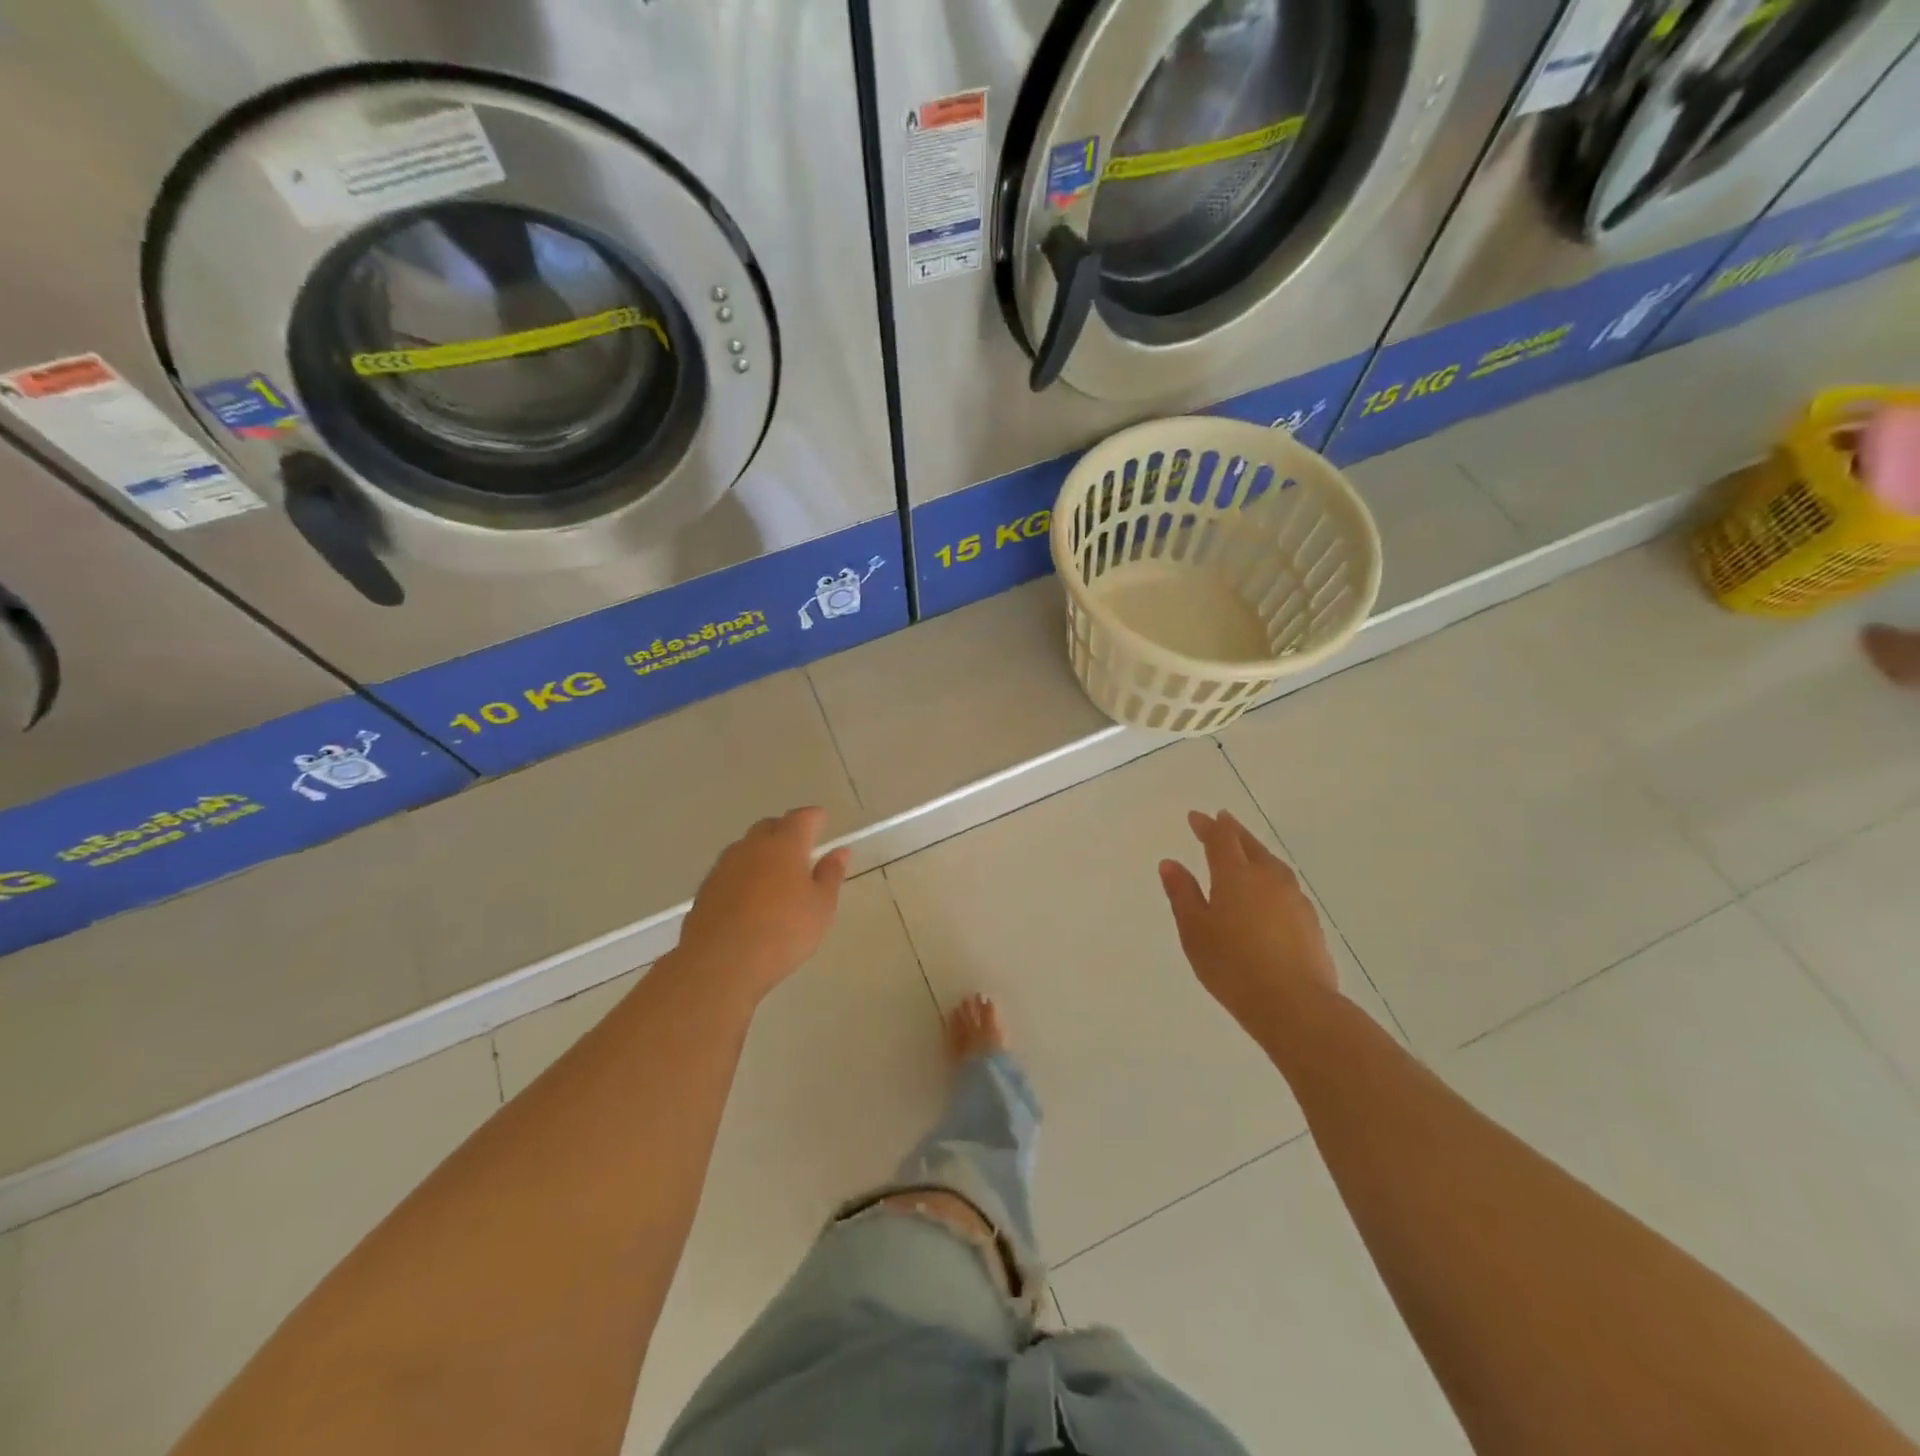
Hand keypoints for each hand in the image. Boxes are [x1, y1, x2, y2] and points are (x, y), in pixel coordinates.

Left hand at [675, 807, 849, 1006]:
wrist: (720, 963)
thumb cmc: (783, 931)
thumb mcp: (821, 907)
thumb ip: (830, 875)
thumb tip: (839, 851)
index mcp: (784, 844)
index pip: (801, 817)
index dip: (814, 817)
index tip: (822, 821)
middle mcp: (751, 847)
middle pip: (769, 827)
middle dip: (785, 831)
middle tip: (800, 848)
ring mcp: (724, 867)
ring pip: (746, 849)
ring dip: (761, 854)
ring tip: (775, 876)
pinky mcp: (705, 890)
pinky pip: (730, 872)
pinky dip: (744, 876)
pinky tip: (750, 899)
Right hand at [1159, 810, 1341, 1035]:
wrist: (1295, 1005)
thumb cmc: (1232, 966)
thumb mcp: (1195, 931)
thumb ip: (1182, 894)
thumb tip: (1170, 863)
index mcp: (1235, 875)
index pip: (1221, 839)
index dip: (1207, 825)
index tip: (1196, 817)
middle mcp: (1268, 878)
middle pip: (1250, 845)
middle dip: (1234, 831)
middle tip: (1222, 821)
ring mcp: (1294, 899)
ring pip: (1272, 864)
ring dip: (1256, 852)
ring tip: (1246, 852)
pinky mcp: (1310, 921)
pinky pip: (1285, 886)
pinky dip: (1271, 878)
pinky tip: (1268, 893)